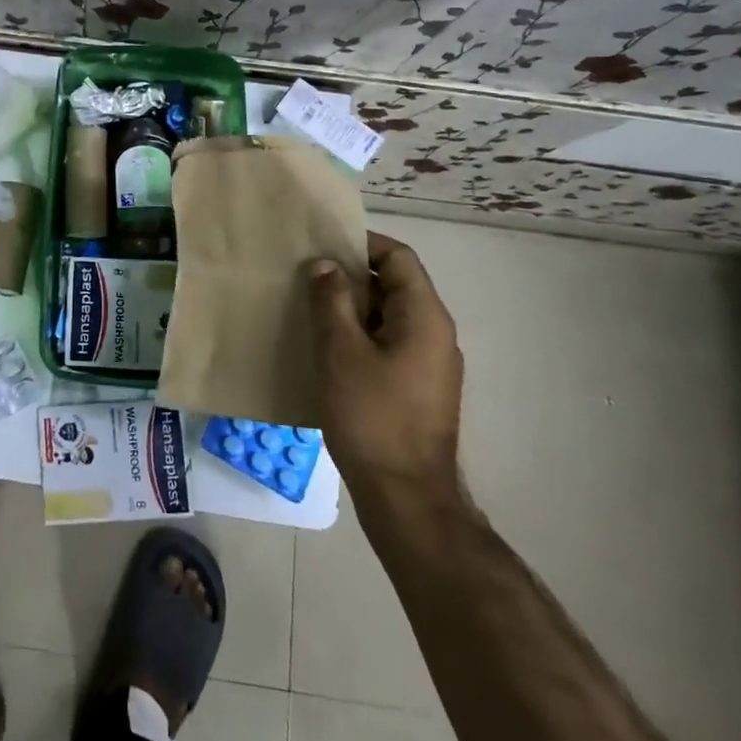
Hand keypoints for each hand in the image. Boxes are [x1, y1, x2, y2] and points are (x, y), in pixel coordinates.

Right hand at [309, 232, 463, 493]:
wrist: (406, 498)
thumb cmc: (373, 416)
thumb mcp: (341, 351)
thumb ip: (331, 300)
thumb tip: (326, 265)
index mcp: (424, 316)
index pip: (398, 257)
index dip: (361, 243)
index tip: (321, 245)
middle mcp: (435, 333)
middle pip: (394, 284)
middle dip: (350, 277)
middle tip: (305, 277)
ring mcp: (428, 364)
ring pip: (388, 317)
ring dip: (351, 308)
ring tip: (308, 310)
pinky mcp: (417, 389)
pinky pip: (388, 344)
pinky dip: (358, 336)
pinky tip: (326, 350)